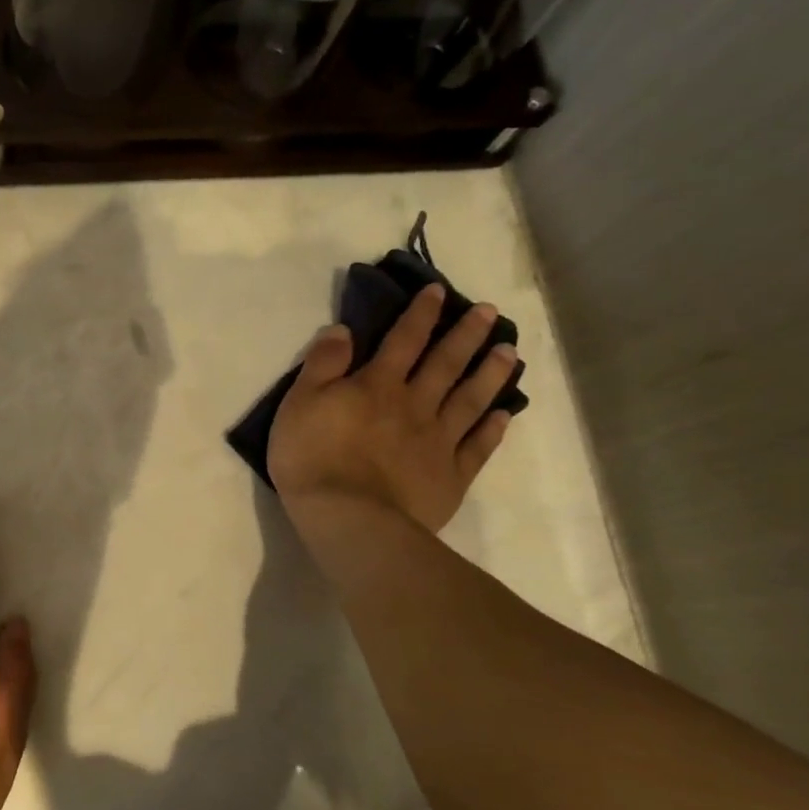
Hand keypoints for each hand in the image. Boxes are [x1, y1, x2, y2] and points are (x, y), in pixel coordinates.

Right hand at [268, 283, 516, 533]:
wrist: (348, 518)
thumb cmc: (313, 458)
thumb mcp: (299, 403)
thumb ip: (322, 365)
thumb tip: (344, 329)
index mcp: (378, 385)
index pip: (403, 340)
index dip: (421, 314)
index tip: (439, 291)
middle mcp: (415, 405)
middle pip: (446, 364)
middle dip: (466, 335)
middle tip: (491, 313)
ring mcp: (438, 441)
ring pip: (470, 399)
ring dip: (490, 374)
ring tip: (509, 352)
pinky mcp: (450, 476)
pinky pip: (477, 447)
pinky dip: (492, 429)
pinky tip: (503, 415)